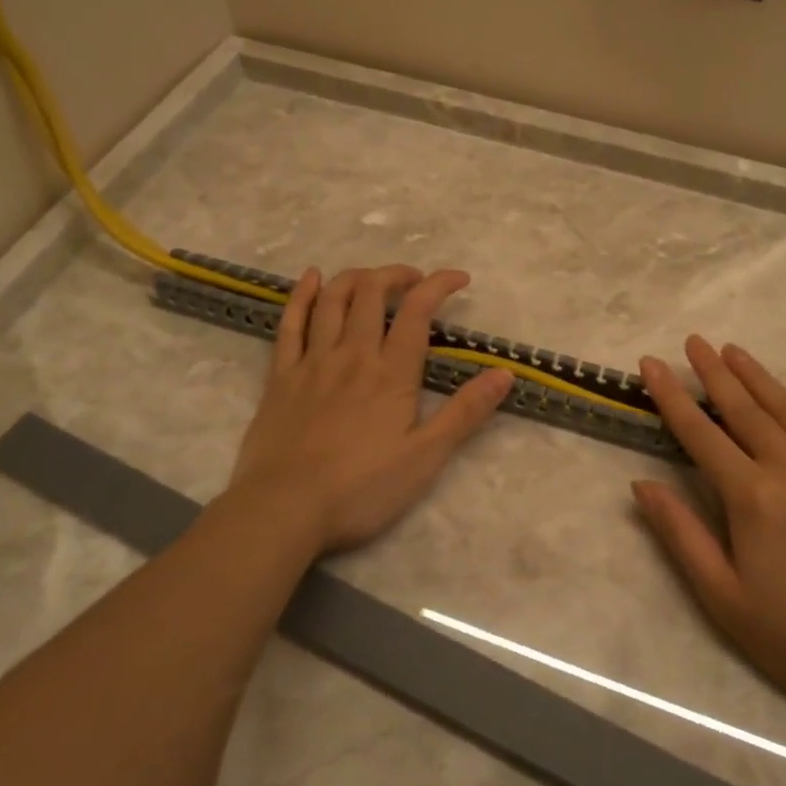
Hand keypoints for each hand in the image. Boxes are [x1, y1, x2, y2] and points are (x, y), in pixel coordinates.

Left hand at [218, 265, 512, 553]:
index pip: (417, 311)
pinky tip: (311, 278)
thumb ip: (465, 412)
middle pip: (371, 293)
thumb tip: (505, 373)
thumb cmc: (361, 489)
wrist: (284, 509)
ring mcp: (312, 362)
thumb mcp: (426, 457)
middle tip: (415, 281)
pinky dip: (302, 295)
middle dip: (397, 275)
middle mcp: (352, 354)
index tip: (460, 279)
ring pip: (333, 300)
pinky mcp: (280, 376)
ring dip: (355, 277)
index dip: (439, 284)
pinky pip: (289, 323)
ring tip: (372, 277)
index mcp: (391, 373)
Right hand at [633, 337, 785, 727]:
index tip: (652, 363)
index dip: (672, 395)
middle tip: (694, 341)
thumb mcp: (722, 596)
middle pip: (746, 409)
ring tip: (734, 351)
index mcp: (755, 498)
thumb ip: (680, 534)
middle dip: (715, 372)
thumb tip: (641, 484)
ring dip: (760, 378)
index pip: (701, 433)